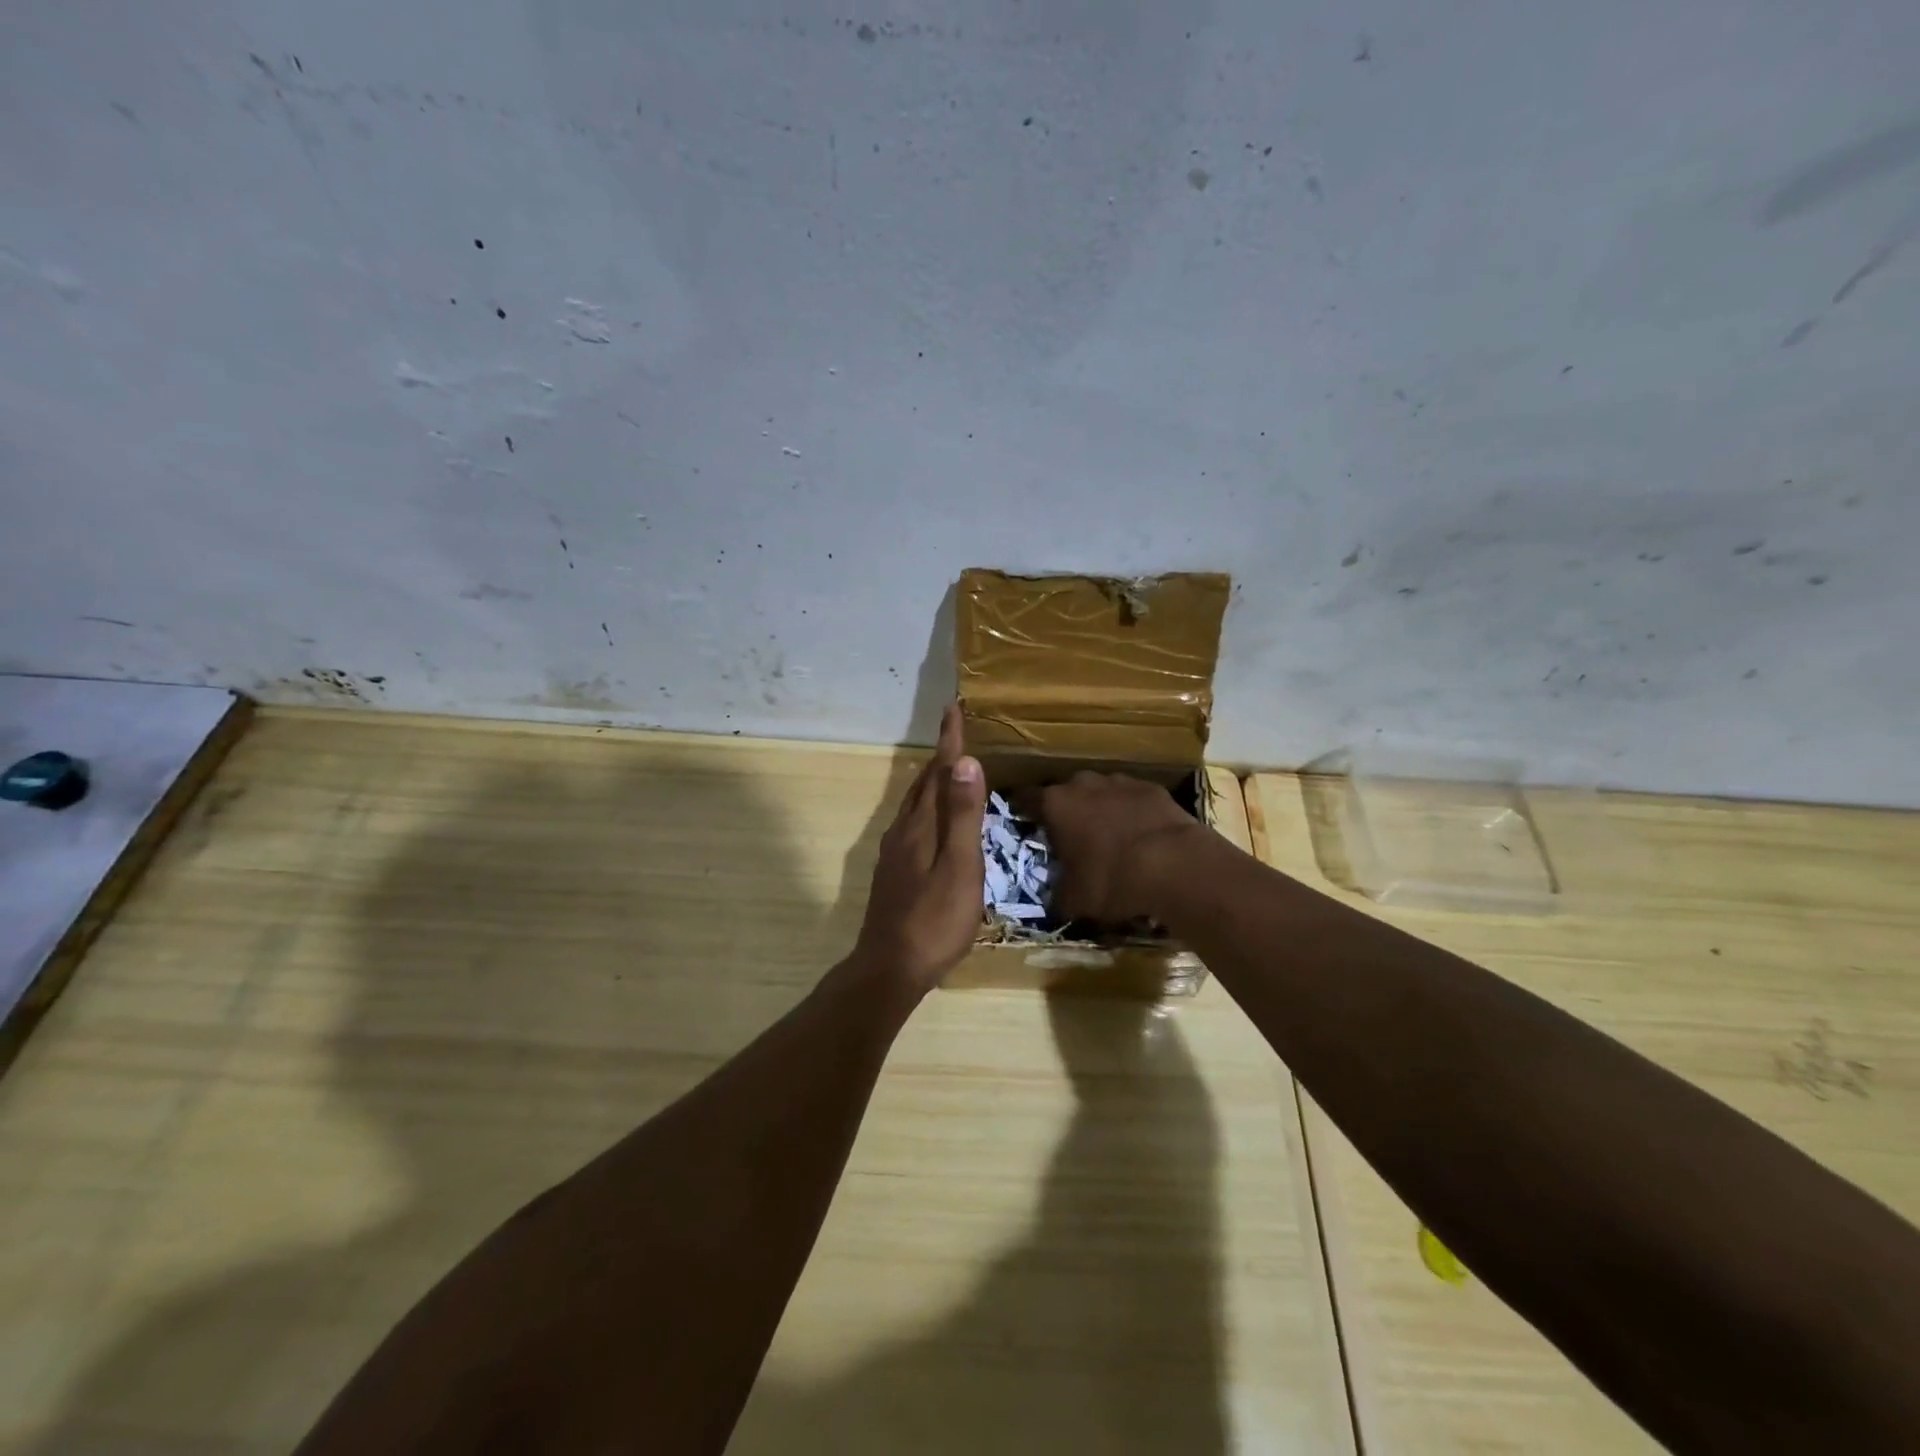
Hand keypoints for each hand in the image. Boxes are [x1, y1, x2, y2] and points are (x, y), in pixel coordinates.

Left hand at [851, 704, 985, 993]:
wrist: (889, 968)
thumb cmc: (934, 920)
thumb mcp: (959, 868)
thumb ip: (963, 817)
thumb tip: (965, 762)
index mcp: (922, 826)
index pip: (939, 773)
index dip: (949, 741)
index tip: (953, 708)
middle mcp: (904, 832)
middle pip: (923, 784)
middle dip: (940, 757)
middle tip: (953, 733)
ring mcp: (894, 853)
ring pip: (914, 805)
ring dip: (931, 781)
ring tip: (945, 770)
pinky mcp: (893, 873)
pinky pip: (911, 823)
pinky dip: (926, 807)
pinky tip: (929, 821)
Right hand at [1019, 772, 1206, 924]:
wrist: (1175, 865)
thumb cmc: (1112, 879)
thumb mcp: (1075, 899)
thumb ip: (1058, 894)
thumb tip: (1055, 899)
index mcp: (1056, 804)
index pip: (1026, 799)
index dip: (1022, 810)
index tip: (1022, 821)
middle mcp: (1083, 784)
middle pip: (1065, 791)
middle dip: (1065, 809)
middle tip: (1068, 834)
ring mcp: (1120, 782)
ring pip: (1100, 791)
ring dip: (1099, 807)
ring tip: (1106, 834)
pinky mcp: (1152, 788)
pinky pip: (1132, 798)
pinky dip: (1130, 811)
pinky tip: (1139, 834)